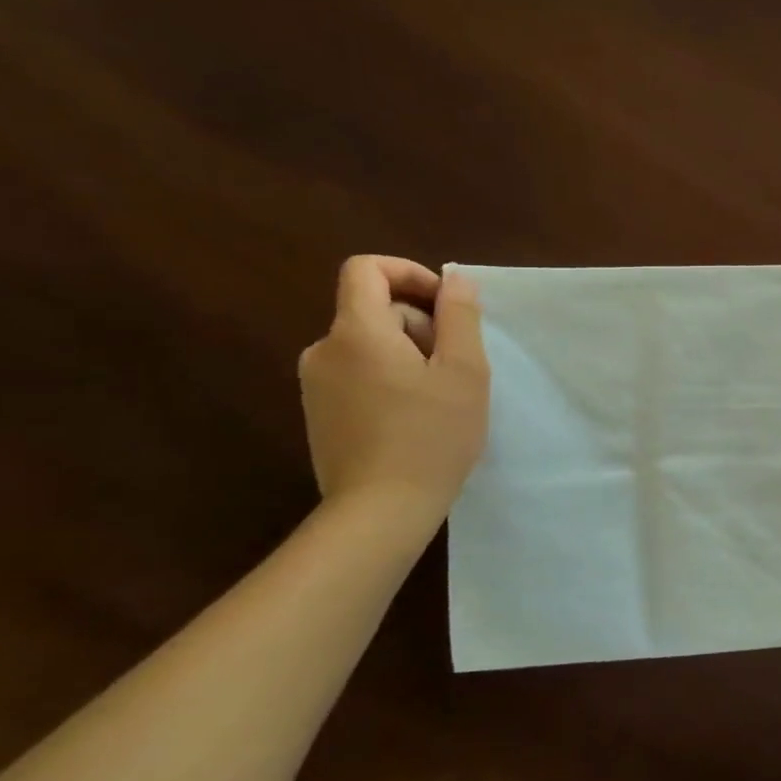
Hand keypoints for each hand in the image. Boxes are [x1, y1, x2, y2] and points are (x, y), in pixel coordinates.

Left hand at [298, 256, 489, 522]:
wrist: (380, 511)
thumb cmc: (431, 435)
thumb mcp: (464, 370)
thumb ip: (459, 315)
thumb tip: (454, 278)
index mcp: (356, 332)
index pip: (366, 269)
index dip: (410, 273)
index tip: (446, 305)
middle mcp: (324, 350)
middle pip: (374, 309)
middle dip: (420, 324)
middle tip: (455, 367)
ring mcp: (316, 385)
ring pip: (370, 344)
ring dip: (410, 354)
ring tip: (440, 396)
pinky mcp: (320, 414)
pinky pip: (359, 373)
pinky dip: (390, 378)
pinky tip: (416, 417)